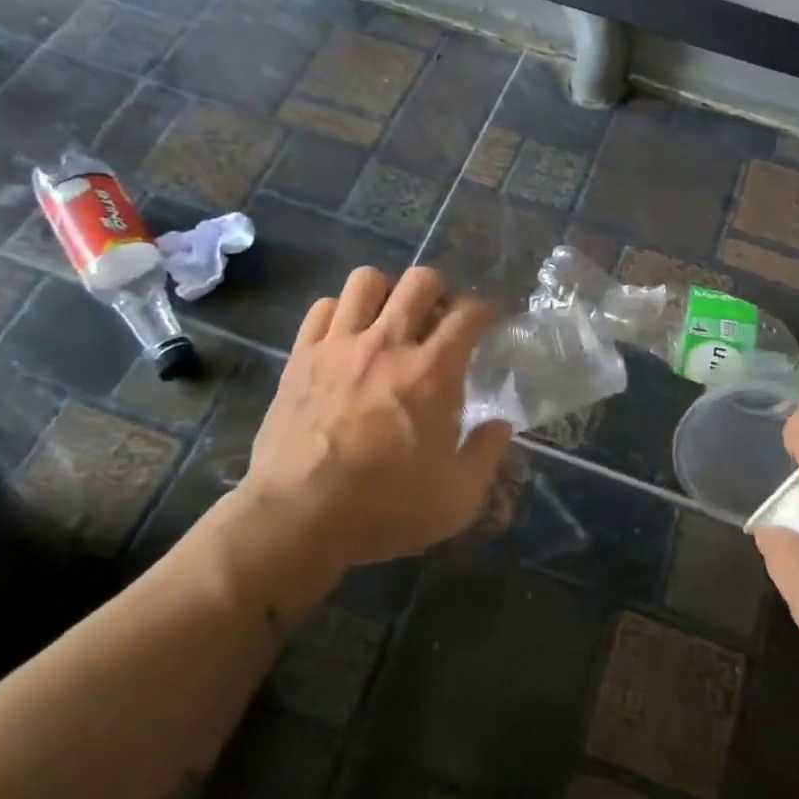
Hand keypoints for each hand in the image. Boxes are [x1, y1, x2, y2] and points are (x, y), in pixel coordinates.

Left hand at [234, 266, 512, 570]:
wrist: (298, 517)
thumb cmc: (384, 509)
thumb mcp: (457, 498)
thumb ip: (486, 454)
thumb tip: (500, 425)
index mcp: (433, 372)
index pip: (468, 314)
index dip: (485, 311)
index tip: (487, 324)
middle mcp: (388, 344)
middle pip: (420, 281)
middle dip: (439, 291)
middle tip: (440, 318)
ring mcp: (339, 345)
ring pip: (367, 280)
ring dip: (387, 292)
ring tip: (390, 318)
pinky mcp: (302, 356)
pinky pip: (323, 307)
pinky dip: (340, 312)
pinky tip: (346, 336)